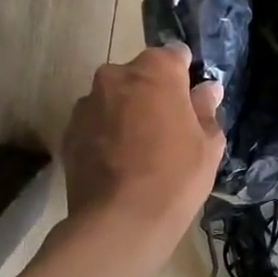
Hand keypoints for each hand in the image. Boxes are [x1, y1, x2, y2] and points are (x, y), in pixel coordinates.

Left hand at [63, 43, 224, 251]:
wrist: (121, 221)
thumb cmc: (176, 176)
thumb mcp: (209, 144)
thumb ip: (205, 109)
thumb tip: (206, 89)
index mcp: (155, 70)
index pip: (175, 55)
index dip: (185, 76)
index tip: (191, 100)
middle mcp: (115, 75)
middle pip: (140, 75)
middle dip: (152, 93)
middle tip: (168, 128)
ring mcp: (87, 103)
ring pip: (114, 99)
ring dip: (126, 113)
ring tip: (139, 150)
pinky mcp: (69, 131)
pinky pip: (95, 123)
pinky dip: (106, 134)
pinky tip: (118, 164)